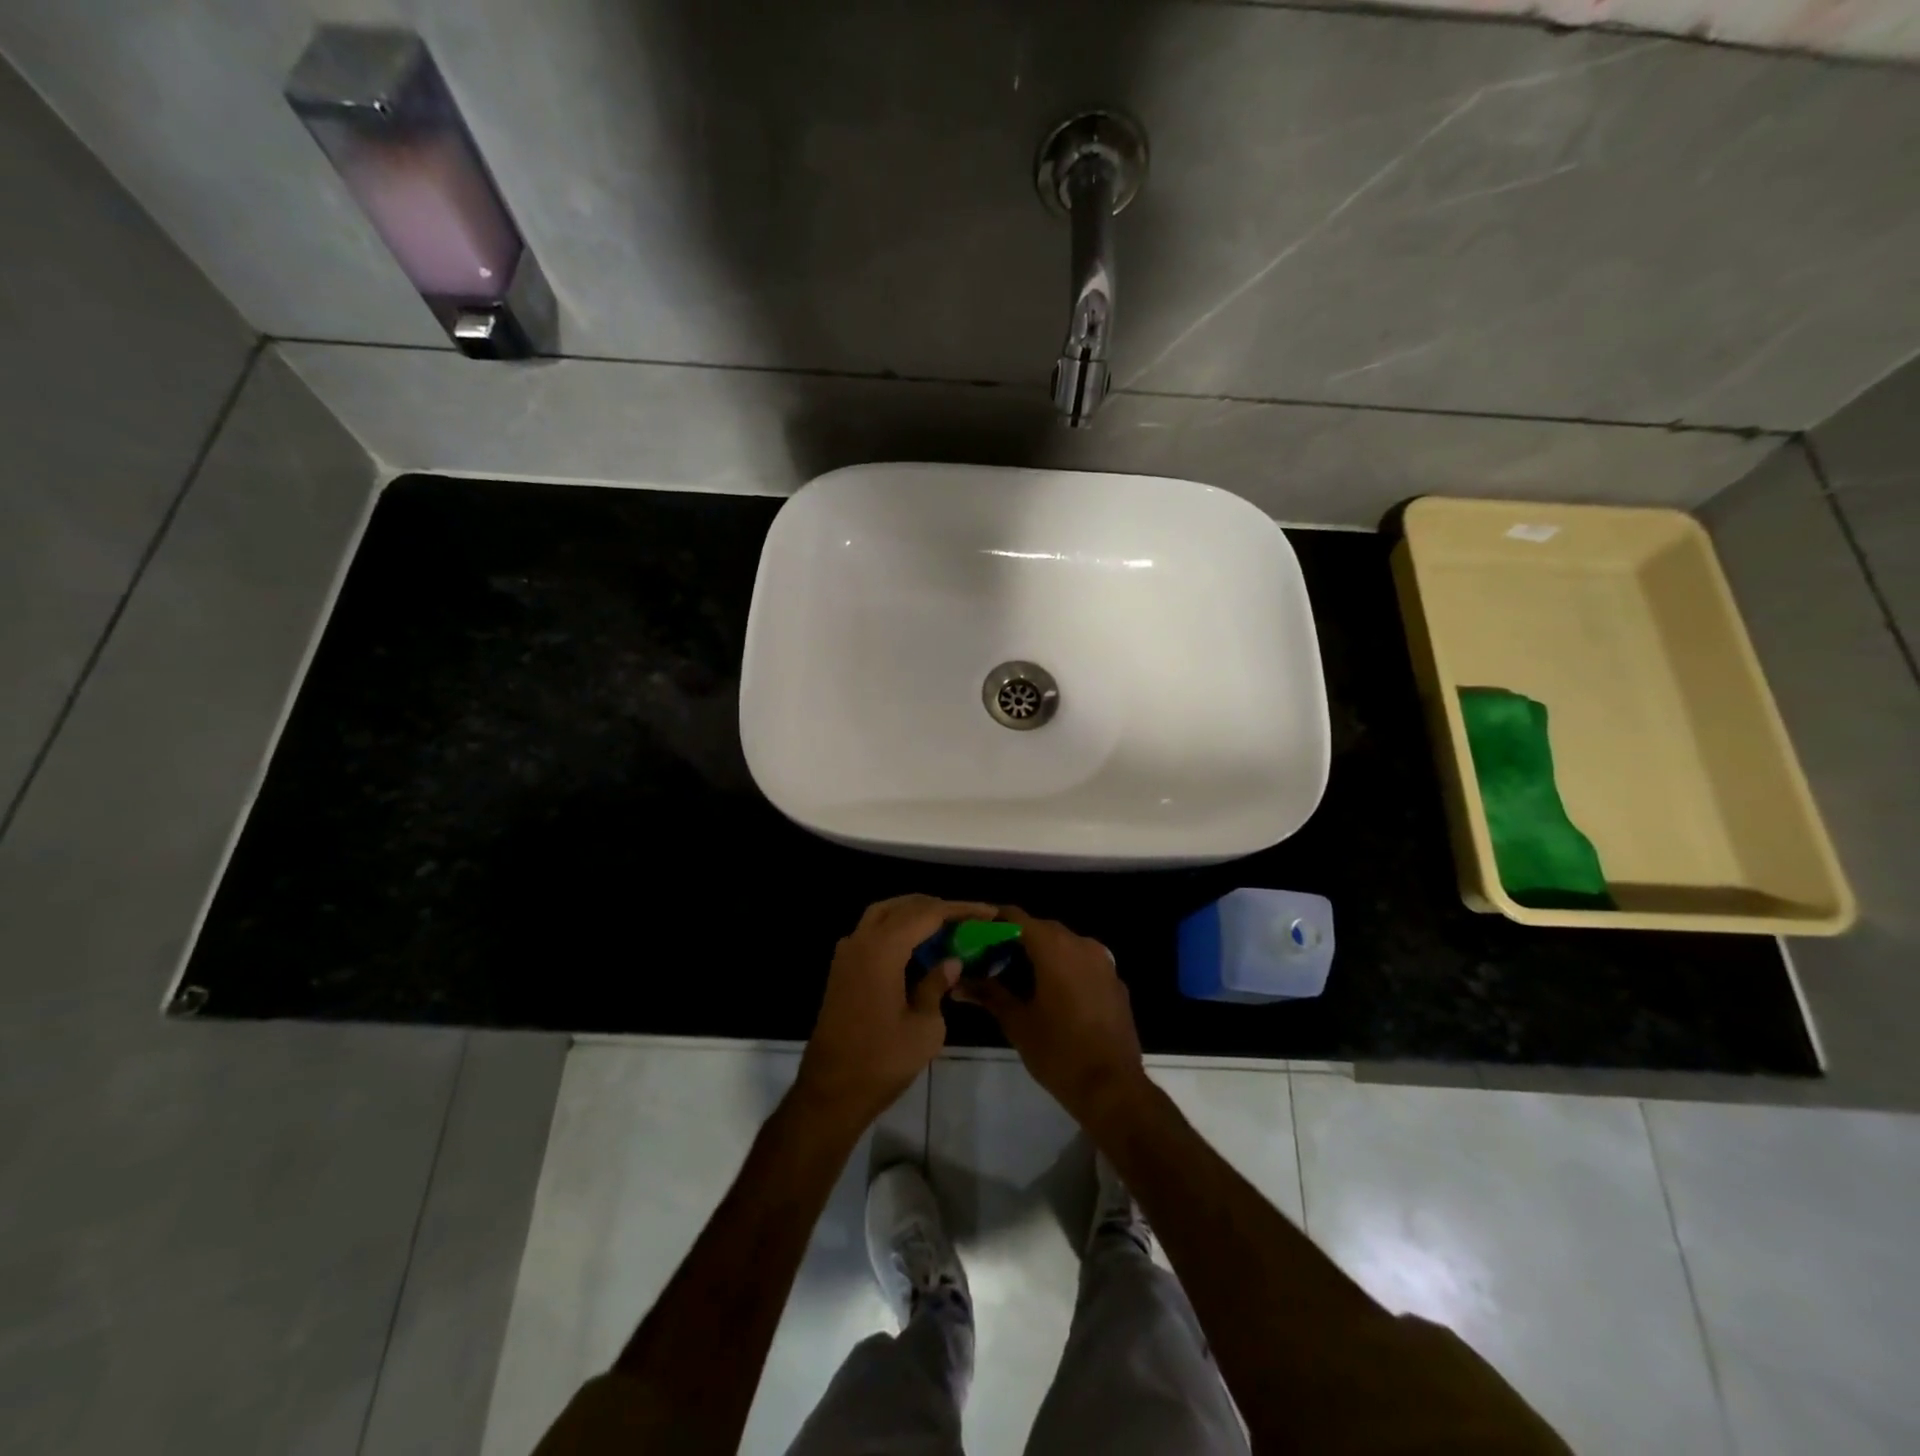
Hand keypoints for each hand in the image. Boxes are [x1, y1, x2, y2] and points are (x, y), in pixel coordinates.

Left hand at [795, 894, 996, 1128]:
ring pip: (883, 914)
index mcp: (883, 949)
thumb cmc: (882, 1061)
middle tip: (968, 918)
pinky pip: (872, 932)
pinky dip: (896, 928)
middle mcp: (862, 940)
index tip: (988, 912)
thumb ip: (937, 985)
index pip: (927, 914)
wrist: (831, 1092)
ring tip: (945, 926)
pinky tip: (916, 946)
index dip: (960, 910)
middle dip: (937, 907)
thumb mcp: (925, 1027)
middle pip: (903, 906)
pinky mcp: (842, 969)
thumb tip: (950, 962)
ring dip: (914, 913)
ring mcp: (847, 953)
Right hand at [953, 907, 1147, 1126]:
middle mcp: (1081, 944)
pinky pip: (1083, 962)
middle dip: (1016, 940)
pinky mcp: (1115, 981)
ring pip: (1065, 944)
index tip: (975, 937)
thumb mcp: (1017, 1023)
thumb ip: (988, 994)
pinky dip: (1065, 968)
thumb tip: (957, 983)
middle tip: (992, 961)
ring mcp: (1103, 962)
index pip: (1016, 917)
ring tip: (1019, 979)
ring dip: (1042, 954)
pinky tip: (1053, 994)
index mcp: (1054, 948)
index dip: (993, 923)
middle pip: (1041, 929)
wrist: (1112, 1087)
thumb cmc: (1058, 1052)